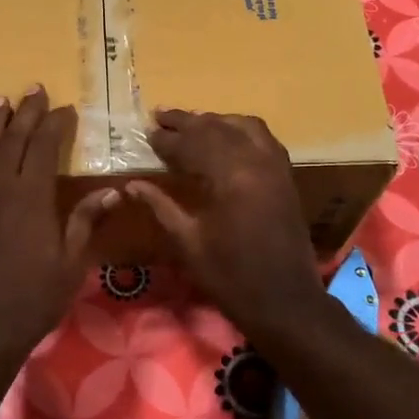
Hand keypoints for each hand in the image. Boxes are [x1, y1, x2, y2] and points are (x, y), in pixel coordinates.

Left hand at [0, 87, 118, 365]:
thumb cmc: (35, 297)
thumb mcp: (72, 262)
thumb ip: (85, 221)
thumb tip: (111, 191)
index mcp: (32, 197)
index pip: (44, 147)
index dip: (55, 124)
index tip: (65, 109)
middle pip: (12, 141)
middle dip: (25, 113)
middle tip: (34, 90)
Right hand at [126, 110, 329, 338]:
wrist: (285, 301)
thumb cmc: (230, 277)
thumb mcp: (188, 243)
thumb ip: (161, 207)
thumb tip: (132, 185)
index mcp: (230, 177)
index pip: (192, 144)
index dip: (167, 139)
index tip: (146, 132)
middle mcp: (255, 161)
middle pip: (217, 128)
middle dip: (187, 122)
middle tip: (160, 116)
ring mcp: (275, 166)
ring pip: (243, 126)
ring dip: (215, 121)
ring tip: (191, 123)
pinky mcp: (286, 176)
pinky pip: (264, 138)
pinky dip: (241, 130)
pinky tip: (227, 136)